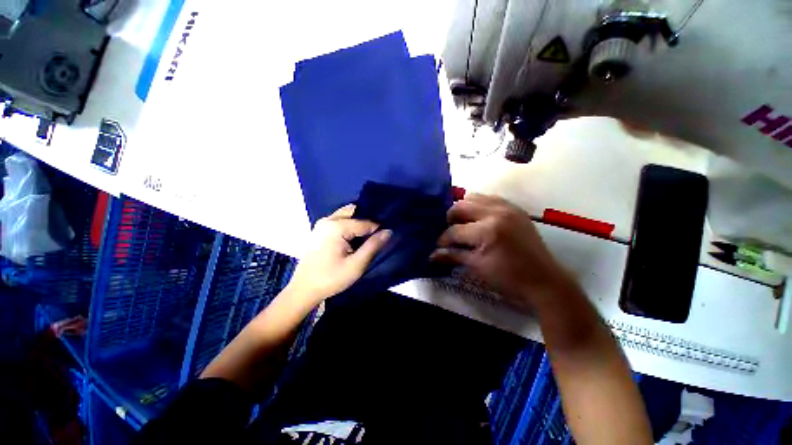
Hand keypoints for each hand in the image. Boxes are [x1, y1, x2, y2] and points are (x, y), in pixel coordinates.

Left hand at [287, 204, 390, 303]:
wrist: (304, 289)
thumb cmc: (331, 278)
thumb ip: (373, 246)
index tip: (384, 238)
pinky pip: (339, 221)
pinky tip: (354, 239)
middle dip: (367, 221)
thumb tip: (388, 231)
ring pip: (346, 215)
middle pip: (353, 212)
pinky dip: (349, 225)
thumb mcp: (356, 265)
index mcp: (336, 226)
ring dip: (358, 222)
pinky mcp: (319, 230)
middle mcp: (328, 220)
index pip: (364, 222)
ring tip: (366, 237)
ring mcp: (322, 224)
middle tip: (376, 235)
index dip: (377, 229)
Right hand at [430, 194, 575, 311]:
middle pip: (461, 206)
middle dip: (450, 218)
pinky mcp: (515, 208)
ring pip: (474, 197)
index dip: (443, 239)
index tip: (438, 246)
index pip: (454, 230)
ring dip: (463, 209)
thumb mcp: (477, 268)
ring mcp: (508, 207)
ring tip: (462, 223)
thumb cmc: (509, 278)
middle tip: (449, 231)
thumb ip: (452, 257)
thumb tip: (431, 255)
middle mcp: (496, 212)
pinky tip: (478, 218)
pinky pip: (490, 198)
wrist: (544, 280)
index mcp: (487, 230)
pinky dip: (479, 205)